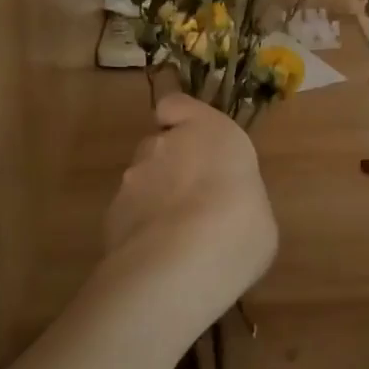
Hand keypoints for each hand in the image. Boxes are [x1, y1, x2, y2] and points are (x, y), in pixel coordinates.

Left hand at [102, 93, 278, 327]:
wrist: (182, 263)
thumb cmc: (241, 225)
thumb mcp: (258, 210)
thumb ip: (236, 197)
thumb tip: (226, 210)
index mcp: (210, 131)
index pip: (177, 104)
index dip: (180, 119)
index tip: (192, 140)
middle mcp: (165, 144)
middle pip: (160, 146)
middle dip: (172, 168)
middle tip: (195, 204)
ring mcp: (132, 178)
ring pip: (142, 181)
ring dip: (156, 201)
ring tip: (176, 241)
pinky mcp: (110, 215)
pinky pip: (129, 215)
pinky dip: (140, 230)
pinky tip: (158, 259)